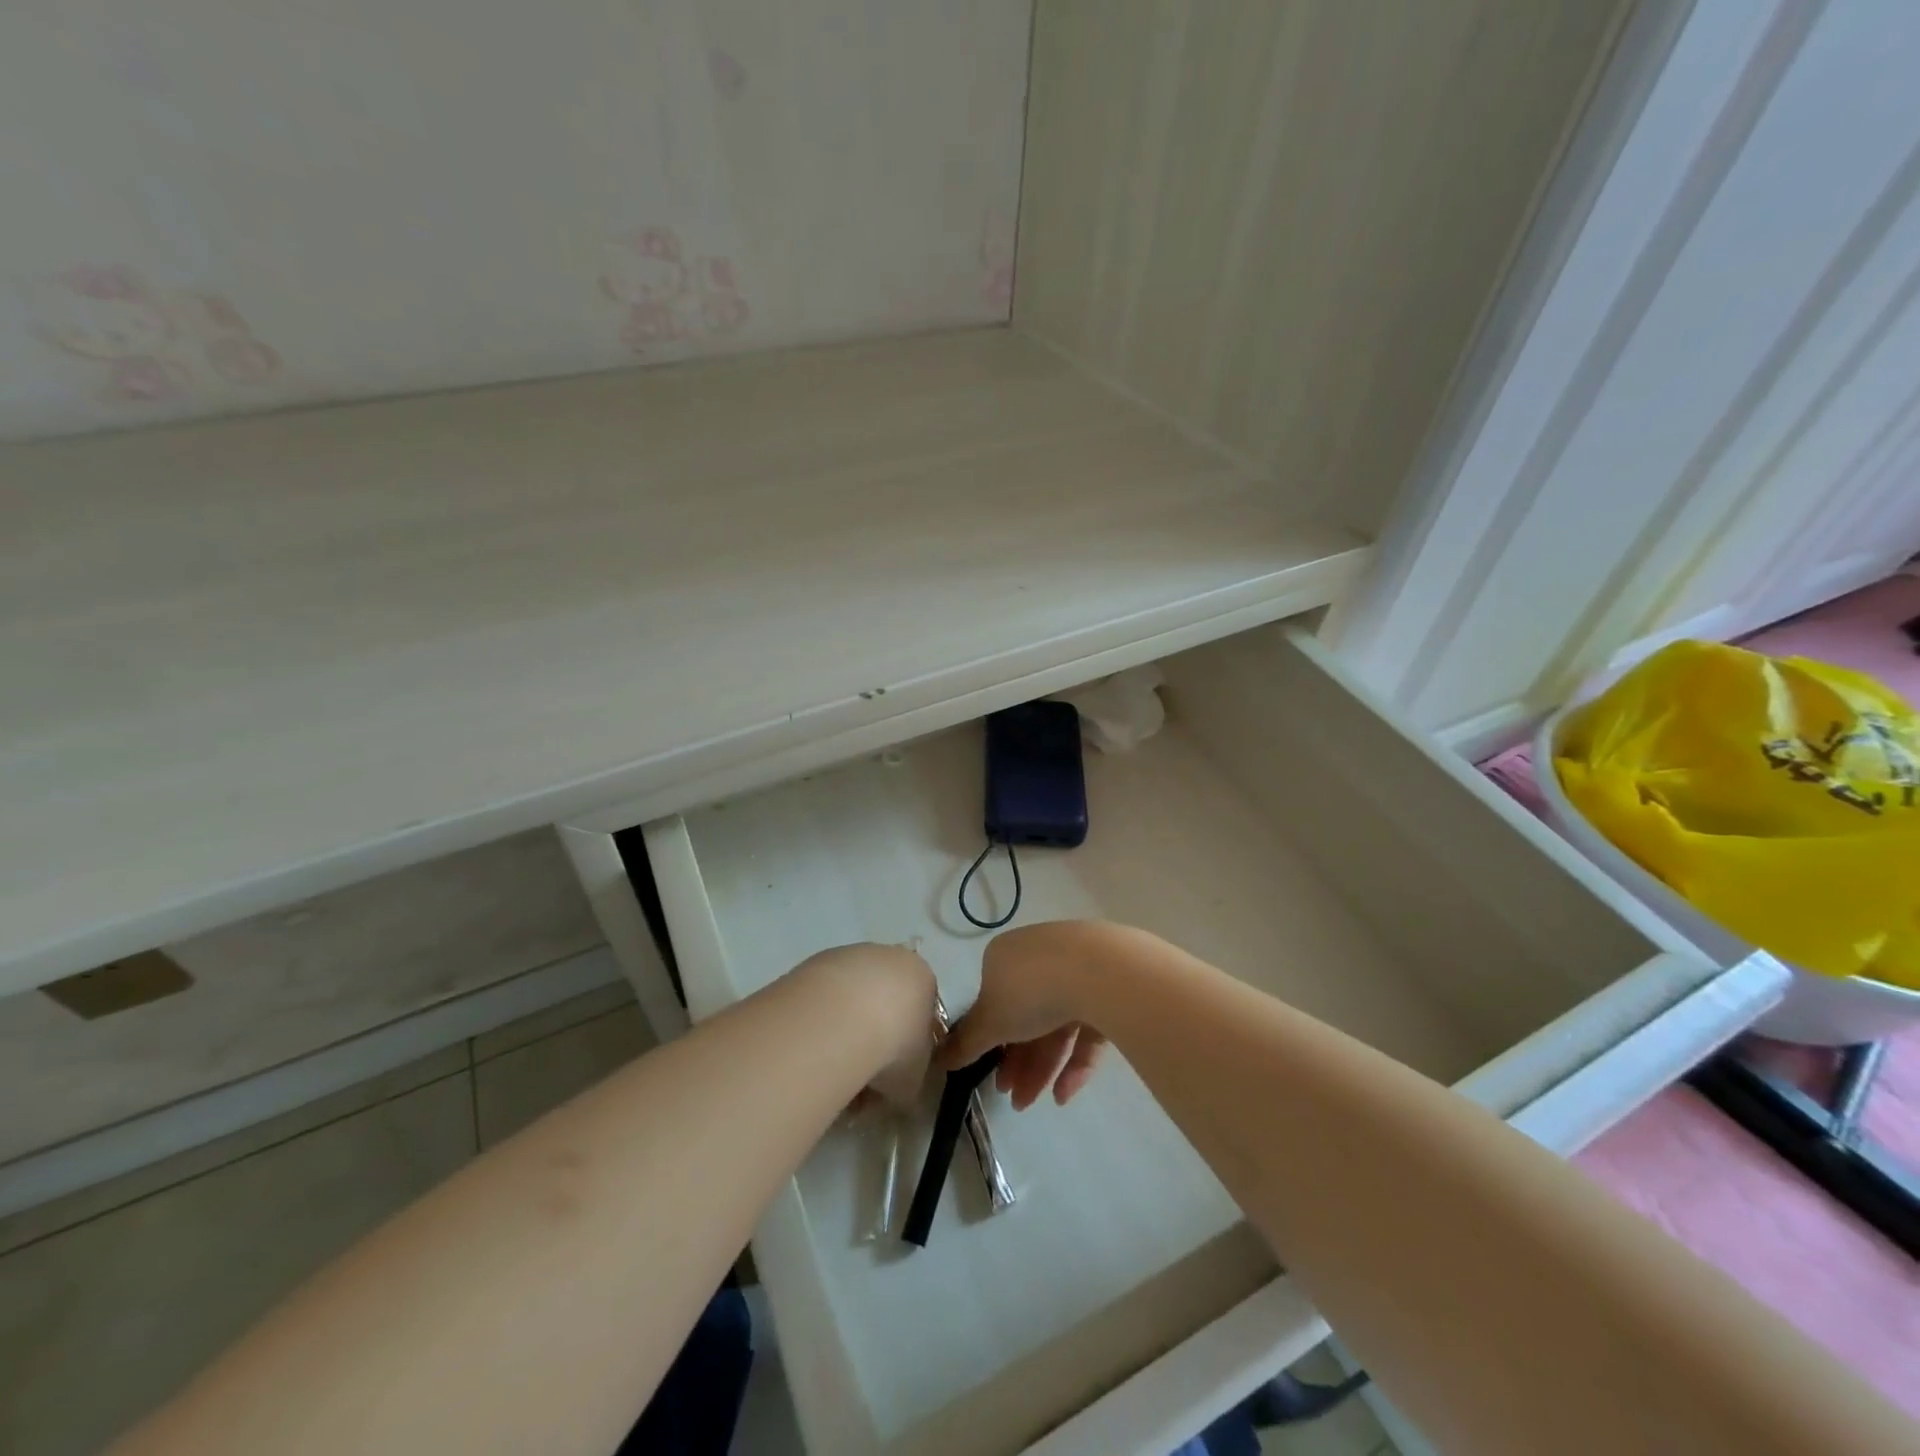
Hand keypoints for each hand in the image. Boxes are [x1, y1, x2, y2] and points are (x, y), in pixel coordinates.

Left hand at [793, 942, 937, 1107]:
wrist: (841, 1018)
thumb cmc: (893, 1046)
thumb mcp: (914, 1079)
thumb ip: (911, 1079)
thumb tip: (897, 1087)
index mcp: (923, 978)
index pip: (921, 1014)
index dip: (907, 1049)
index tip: (892, 1076)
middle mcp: (890, 957)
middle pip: (885, 1003)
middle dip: (876, 1039)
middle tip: (861, 1077)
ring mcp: (851, 955)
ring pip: (851, 999)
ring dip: (845, 1031)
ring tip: (832, 1068)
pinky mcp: (816, 960)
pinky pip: (824, 998)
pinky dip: (821, 1022)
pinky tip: (813, 1048)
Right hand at [939, 921, 1121, 1109]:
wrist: (1098, 971)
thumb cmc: (1031, 991)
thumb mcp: (990, 1021)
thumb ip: (966, 1042)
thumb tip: (938, 1059)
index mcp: (1006, 956)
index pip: (993, 999)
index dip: (990, 1041)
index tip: (989, 1071)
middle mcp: (1040, 958)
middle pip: (1025, 1016)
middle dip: (1017, 1061)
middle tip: (1012, 1098)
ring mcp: (1077, 972)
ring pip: (1055, 1025)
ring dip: (1041, 1067)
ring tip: (1032, 1103)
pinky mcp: (1108, 991)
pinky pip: (1086, 1030)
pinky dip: (1074, 1062)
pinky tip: (1063, 1095)